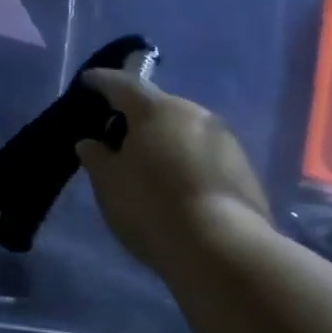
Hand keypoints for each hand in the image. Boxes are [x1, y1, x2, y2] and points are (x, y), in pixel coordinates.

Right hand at [75, 69, 270, 274]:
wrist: (224, 250)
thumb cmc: (152, 206)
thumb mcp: (107, 181)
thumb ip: (96, 156)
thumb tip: (92, 143)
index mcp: (157, 109)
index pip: (122, 85)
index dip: (101, 82)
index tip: (87, 82)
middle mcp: (195, 114)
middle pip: (158, 106)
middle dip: (135, 114)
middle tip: (114, 129)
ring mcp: (225, 140)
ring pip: (183, 129)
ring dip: (162, 138)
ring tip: (144, 159)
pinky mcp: (243, 169)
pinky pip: (202, 153)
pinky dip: (183, 158)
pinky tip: (173, 181)